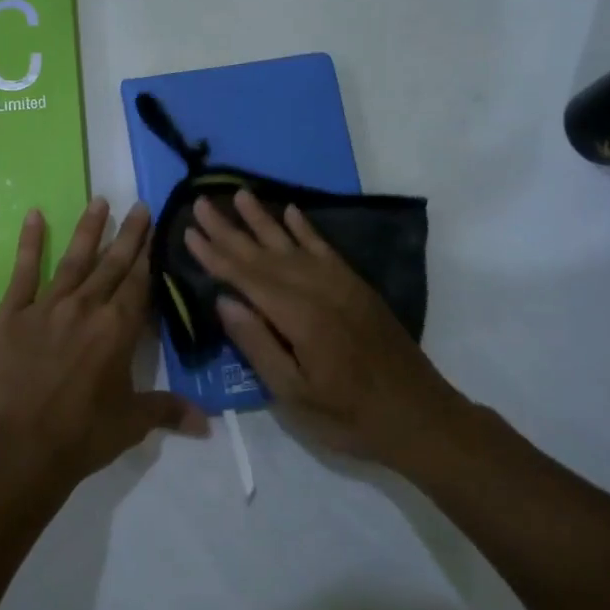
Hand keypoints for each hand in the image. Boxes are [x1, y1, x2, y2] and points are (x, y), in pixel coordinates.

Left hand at [0, 198, 205, 492]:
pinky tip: (34, 215)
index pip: (140, 282)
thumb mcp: (132, 423)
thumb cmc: (83, 435)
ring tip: (99, 200)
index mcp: (118, 329)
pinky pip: (23, 271)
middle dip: (129, 234)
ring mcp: (47, 306)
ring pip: (74, 259)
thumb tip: (208, 425)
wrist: (19, 449)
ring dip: (88, 229)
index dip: (150, 253)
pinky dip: (29, 242)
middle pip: (112, 264)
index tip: (157, 226)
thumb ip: (169, 411)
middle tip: (139, 205)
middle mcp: (87, 307)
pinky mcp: (12, 314)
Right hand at [184, 189, 466, 470]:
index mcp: (299, 317)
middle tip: (202, 202)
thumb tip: (224, 301)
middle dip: (230, 229)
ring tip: (240, 194)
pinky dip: (306, 229)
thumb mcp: (294, 394)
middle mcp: (319, 290)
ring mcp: (341, 284)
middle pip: (265, 254)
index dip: (215, 255)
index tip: (189, 231)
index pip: (246, 277)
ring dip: (264, 219)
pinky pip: (325, 249)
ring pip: (293, 244)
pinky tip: (291, 212)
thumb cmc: (349, 416)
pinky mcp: (357, 287)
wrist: (420, 415)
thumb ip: (258, 344)